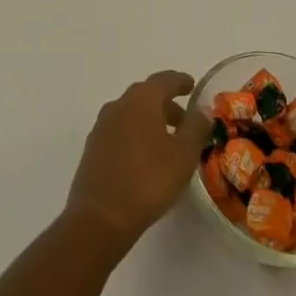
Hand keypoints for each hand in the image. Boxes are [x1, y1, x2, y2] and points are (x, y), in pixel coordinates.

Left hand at [65, 71, 213, 251]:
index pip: (164, 80)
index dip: (180, 81)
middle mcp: (119, 104)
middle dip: (167, 105)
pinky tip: (145, 158)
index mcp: (141, 99)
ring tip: (168, 143)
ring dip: (151, 121)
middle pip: (146, 96)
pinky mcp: (94, 146)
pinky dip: (136, 135)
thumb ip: (196, 128)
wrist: (101, 216)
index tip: (192, 86)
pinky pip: (121, 131)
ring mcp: (102, 125)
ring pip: (132, 113)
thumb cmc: (148, 180)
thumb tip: (201, 110)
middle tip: (186, 122)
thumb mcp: (183, 155)